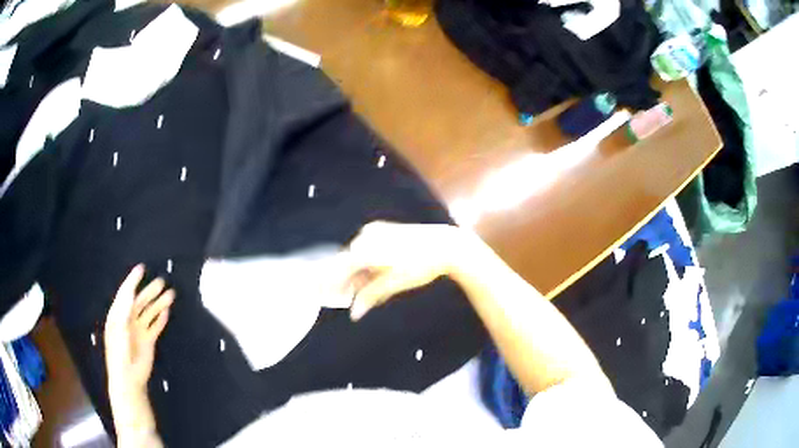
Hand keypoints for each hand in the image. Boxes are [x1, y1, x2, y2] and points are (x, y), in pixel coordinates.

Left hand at [104, 265, 173, 396]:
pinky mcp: (148, 341)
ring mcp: (139, 330)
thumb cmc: (119, 356)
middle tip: (162, 281)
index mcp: (117, 316)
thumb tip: (129, 295)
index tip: (141, 269)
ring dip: (159, 303)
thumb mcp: (118, 334)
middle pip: (140, 302)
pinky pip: (155, 327)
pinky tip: (166, 312)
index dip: (132, 280)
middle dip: (150, 291)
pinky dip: (160, 319)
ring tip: (170, 294)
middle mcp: (128, 320)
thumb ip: (123, 314)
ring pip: (150, 313)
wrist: (129, 380)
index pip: (125, 294)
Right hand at [343, 221, 478, 319]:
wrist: (444, 245)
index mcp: (365, 249)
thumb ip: (370, 296)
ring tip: (368, 291)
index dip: (332, 285)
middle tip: (351, 299)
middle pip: (347, 263)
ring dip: (359, 273)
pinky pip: (366, 248)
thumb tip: (355, 313)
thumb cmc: (420, 265)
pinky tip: (375, 277)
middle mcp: (365, 236)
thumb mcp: (393, 284)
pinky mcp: (382, 228)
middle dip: (348, 282)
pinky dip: (367, 263)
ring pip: (357, 256)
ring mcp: (373, 230)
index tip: (328, 297)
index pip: (339, 270)